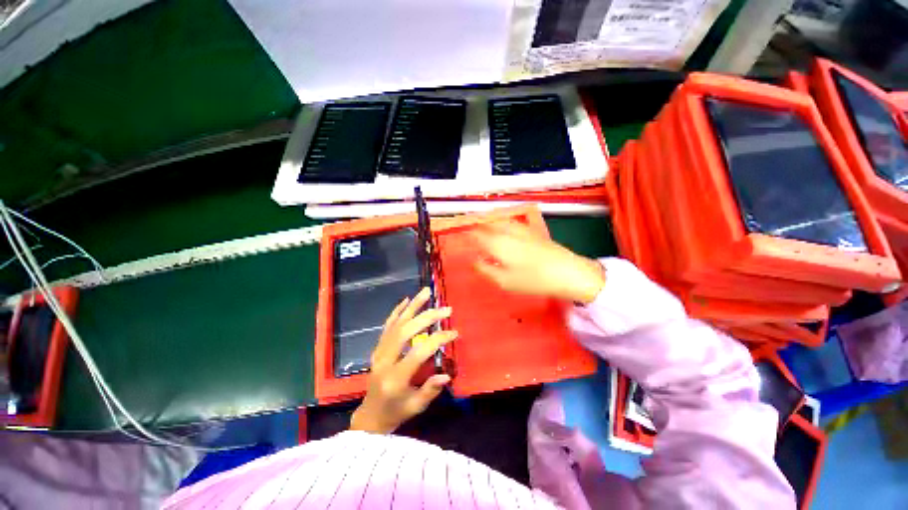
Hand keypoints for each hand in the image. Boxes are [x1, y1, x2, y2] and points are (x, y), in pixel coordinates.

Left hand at [350, 288, 456, 433]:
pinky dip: (397, 311)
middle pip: (406, 331)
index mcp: (395, 378)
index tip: (453, 333)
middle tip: (446, 309)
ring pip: (396, 324)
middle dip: (428, 317)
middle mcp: (384, 361)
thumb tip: (447, 374)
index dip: (437, 340)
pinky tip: (406, 300)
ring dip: (413, 306)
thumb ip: (430, 390)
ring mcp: (378, 352)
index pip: (418, 352)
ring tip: (426, 292)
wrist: (370, 415)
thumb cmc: (396, 413)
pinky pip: (387, 326)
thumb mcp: (416, 407)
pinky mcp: (377, 348)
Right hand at [473, 222, 605, 303]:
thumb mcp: (505, 281)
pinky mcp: (532, 231)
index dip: (468, 235)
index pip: (477, 235)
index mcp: (497, 244)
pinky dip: (503, 221)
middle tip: (470, 229)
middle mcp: (507, 232)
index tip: (462, 236)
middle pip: (487, 224)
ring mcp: (521, 229)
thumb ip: (486, 269)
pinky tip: (505, 225)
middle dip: (477, 225)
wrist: (567, 272)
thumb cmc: (532, 280)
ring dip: (489, 221)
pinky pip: (511, 221)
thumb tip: (474, 260)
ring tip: (483, 224)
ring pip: (500, 220)